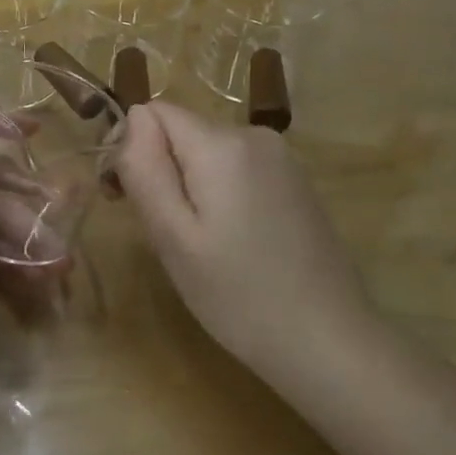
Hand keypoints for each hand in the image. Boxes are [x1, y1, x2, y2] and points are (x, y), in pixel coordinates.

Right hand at [115, 102, 374, 372]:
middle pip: (181, 131)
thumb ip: (145, 169)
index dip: (129, 147)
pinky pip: (236, 169)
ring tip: (197, 244)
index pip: (152, 112)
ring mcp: (281, 158)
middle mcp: (254, 135)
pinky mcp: (294, 182)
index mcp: (222, 144)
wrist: (329, 341)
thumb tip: (132, 118)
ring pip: (206, 152)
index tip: (126, 199)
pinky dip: (219, 194)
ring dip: (189, 186)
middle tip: (164, 233)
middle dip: (160, 170)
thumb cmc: (238, 295)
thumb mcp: (173, 237)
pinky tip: (231, 242)